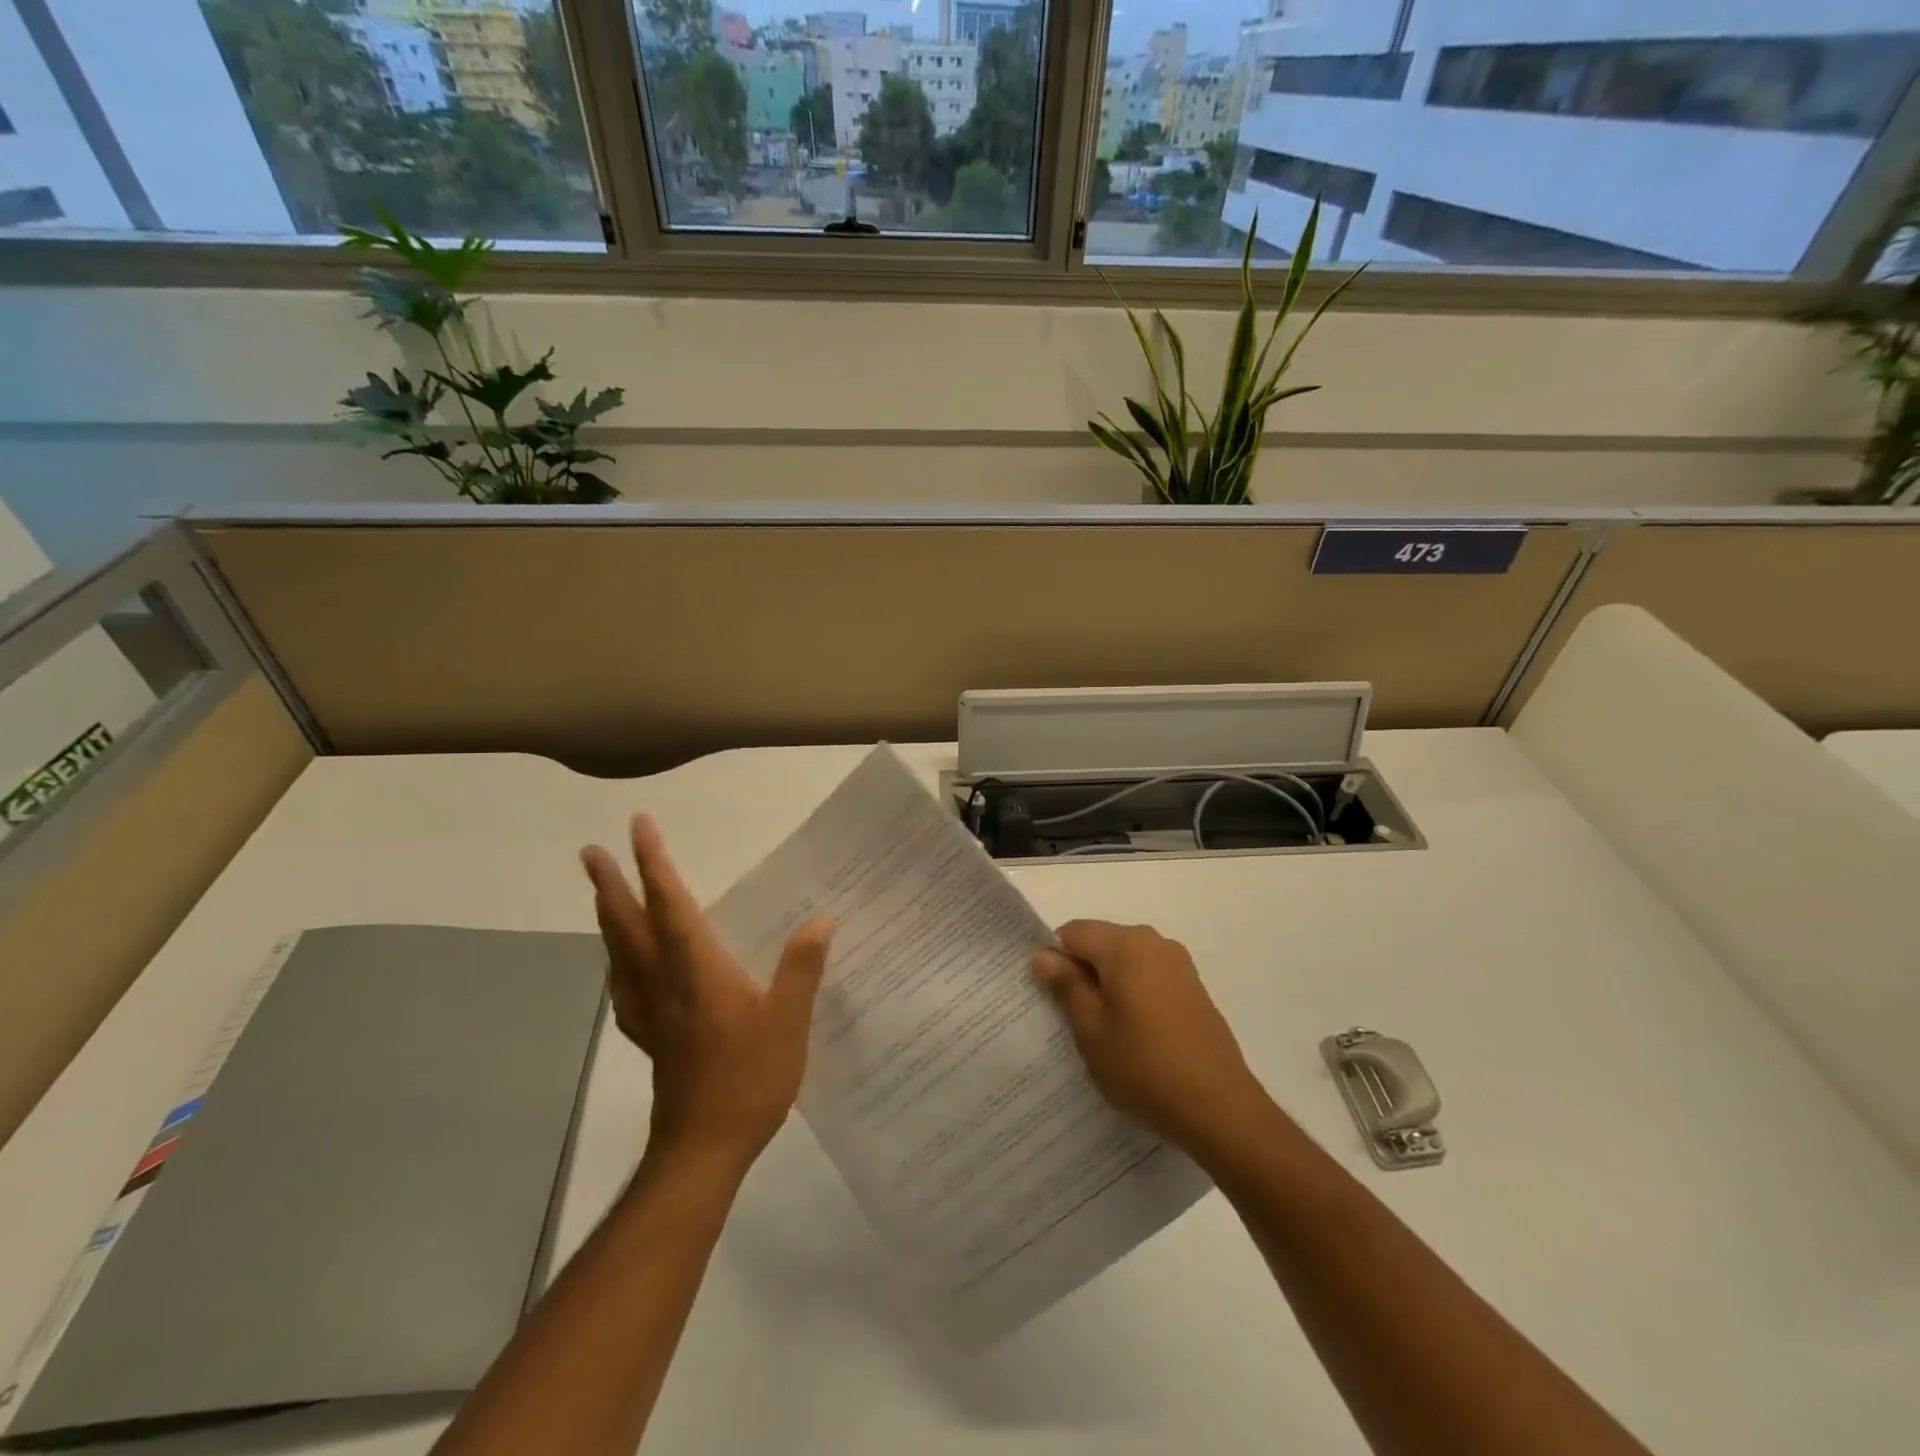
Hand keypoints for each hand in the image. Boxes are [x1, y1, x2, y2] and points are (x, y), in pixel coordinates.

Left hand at [581, 815, 831, 1173]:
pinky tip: (620, 965)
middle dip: (610, 884)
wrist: (702, 1149)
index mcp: (696, 970)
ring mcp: (650, 1012)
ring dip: (608, 917)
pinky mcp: (650, 1037)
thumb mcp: (789, 1021)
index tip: (637, 827)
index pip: (670, 904)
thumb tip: (822, 918)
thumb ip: (802, 967)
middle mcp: (664, 982)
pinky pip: (623, 987)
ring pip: (619, 954)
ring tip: (601, 894)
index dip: (653, 864)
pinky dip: (616, 962)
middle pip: (629, 924)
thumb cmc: (748, 1079)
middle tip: (589, 852)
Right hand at [1033, 920, 1264, 1157]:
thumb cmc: (1144, 1066)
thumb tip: (1043, 955)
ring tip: (1105, 1031)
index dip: (1055, 960)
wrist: (1220, 1107)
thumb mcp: (1091, 1029)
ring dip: (1108, 984)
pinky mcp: (1193, 986)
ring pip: (1124, 960)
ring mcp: (1178, 963)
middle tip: (1074, 1020)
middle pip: (1100, 942)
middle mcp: (1153, 941)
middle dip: (1082, 972)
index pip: (1071, 932)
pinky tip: (1136, 1035)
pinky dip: (1133, 994)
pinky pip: (1148, 975)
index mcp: (1124, 944)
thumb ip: (1066, 985)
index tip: (1051, 999)